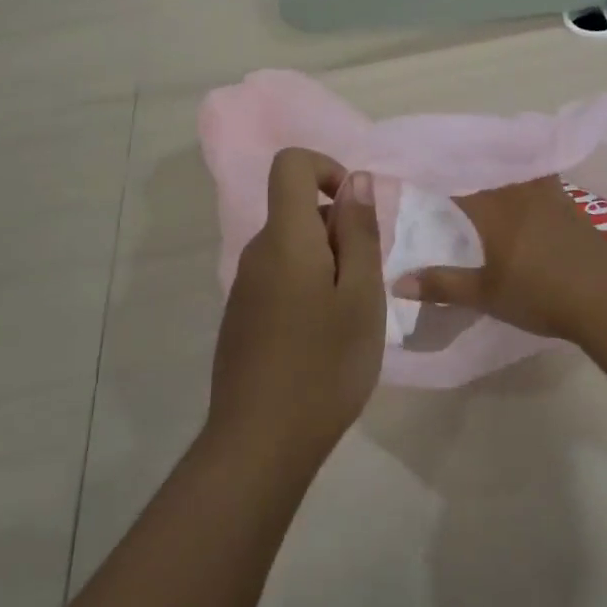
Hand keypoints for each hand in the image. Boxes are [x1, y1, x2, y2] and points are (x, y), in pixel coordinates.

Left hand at [209, 148, 384, 468]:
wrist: (261, 441)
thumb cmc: (325, 364)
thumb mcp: (362, 295)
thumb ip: (359, 232)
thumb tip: (357, 180)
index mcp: (285, 238)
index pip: (291, 165)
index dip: (327, 169)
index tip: (355, 212)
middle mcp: (256, 253)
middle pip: (296, 211)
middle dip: (338, 231)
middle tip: (366, 284)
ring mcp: (244, 287)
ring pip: (292, 249)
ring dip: (327, 265)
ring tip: (348, 318)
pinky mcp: (241, 318)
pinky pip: (279, 279)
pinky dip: (308, 289)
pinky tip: (321, 340)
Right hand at [391, 176, 606, 339]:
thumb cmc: (541, 294)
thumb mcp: (486, 295)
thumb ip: (442, 285)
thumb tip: (397, 282)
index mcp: (494, 209)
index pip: (457, 180)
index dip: (434, 170)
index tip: (414, 164)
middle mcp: (519, 192)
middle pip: (488, 164)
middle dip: (464, 159)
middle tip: (443, 156)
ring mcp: (549, 195)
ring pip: (516, 166)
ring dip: (497, 159)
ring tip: (481, 159)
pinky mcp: (569, 204)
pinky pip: (538, 175)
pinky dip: (523, 171)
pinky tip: (522, 181)